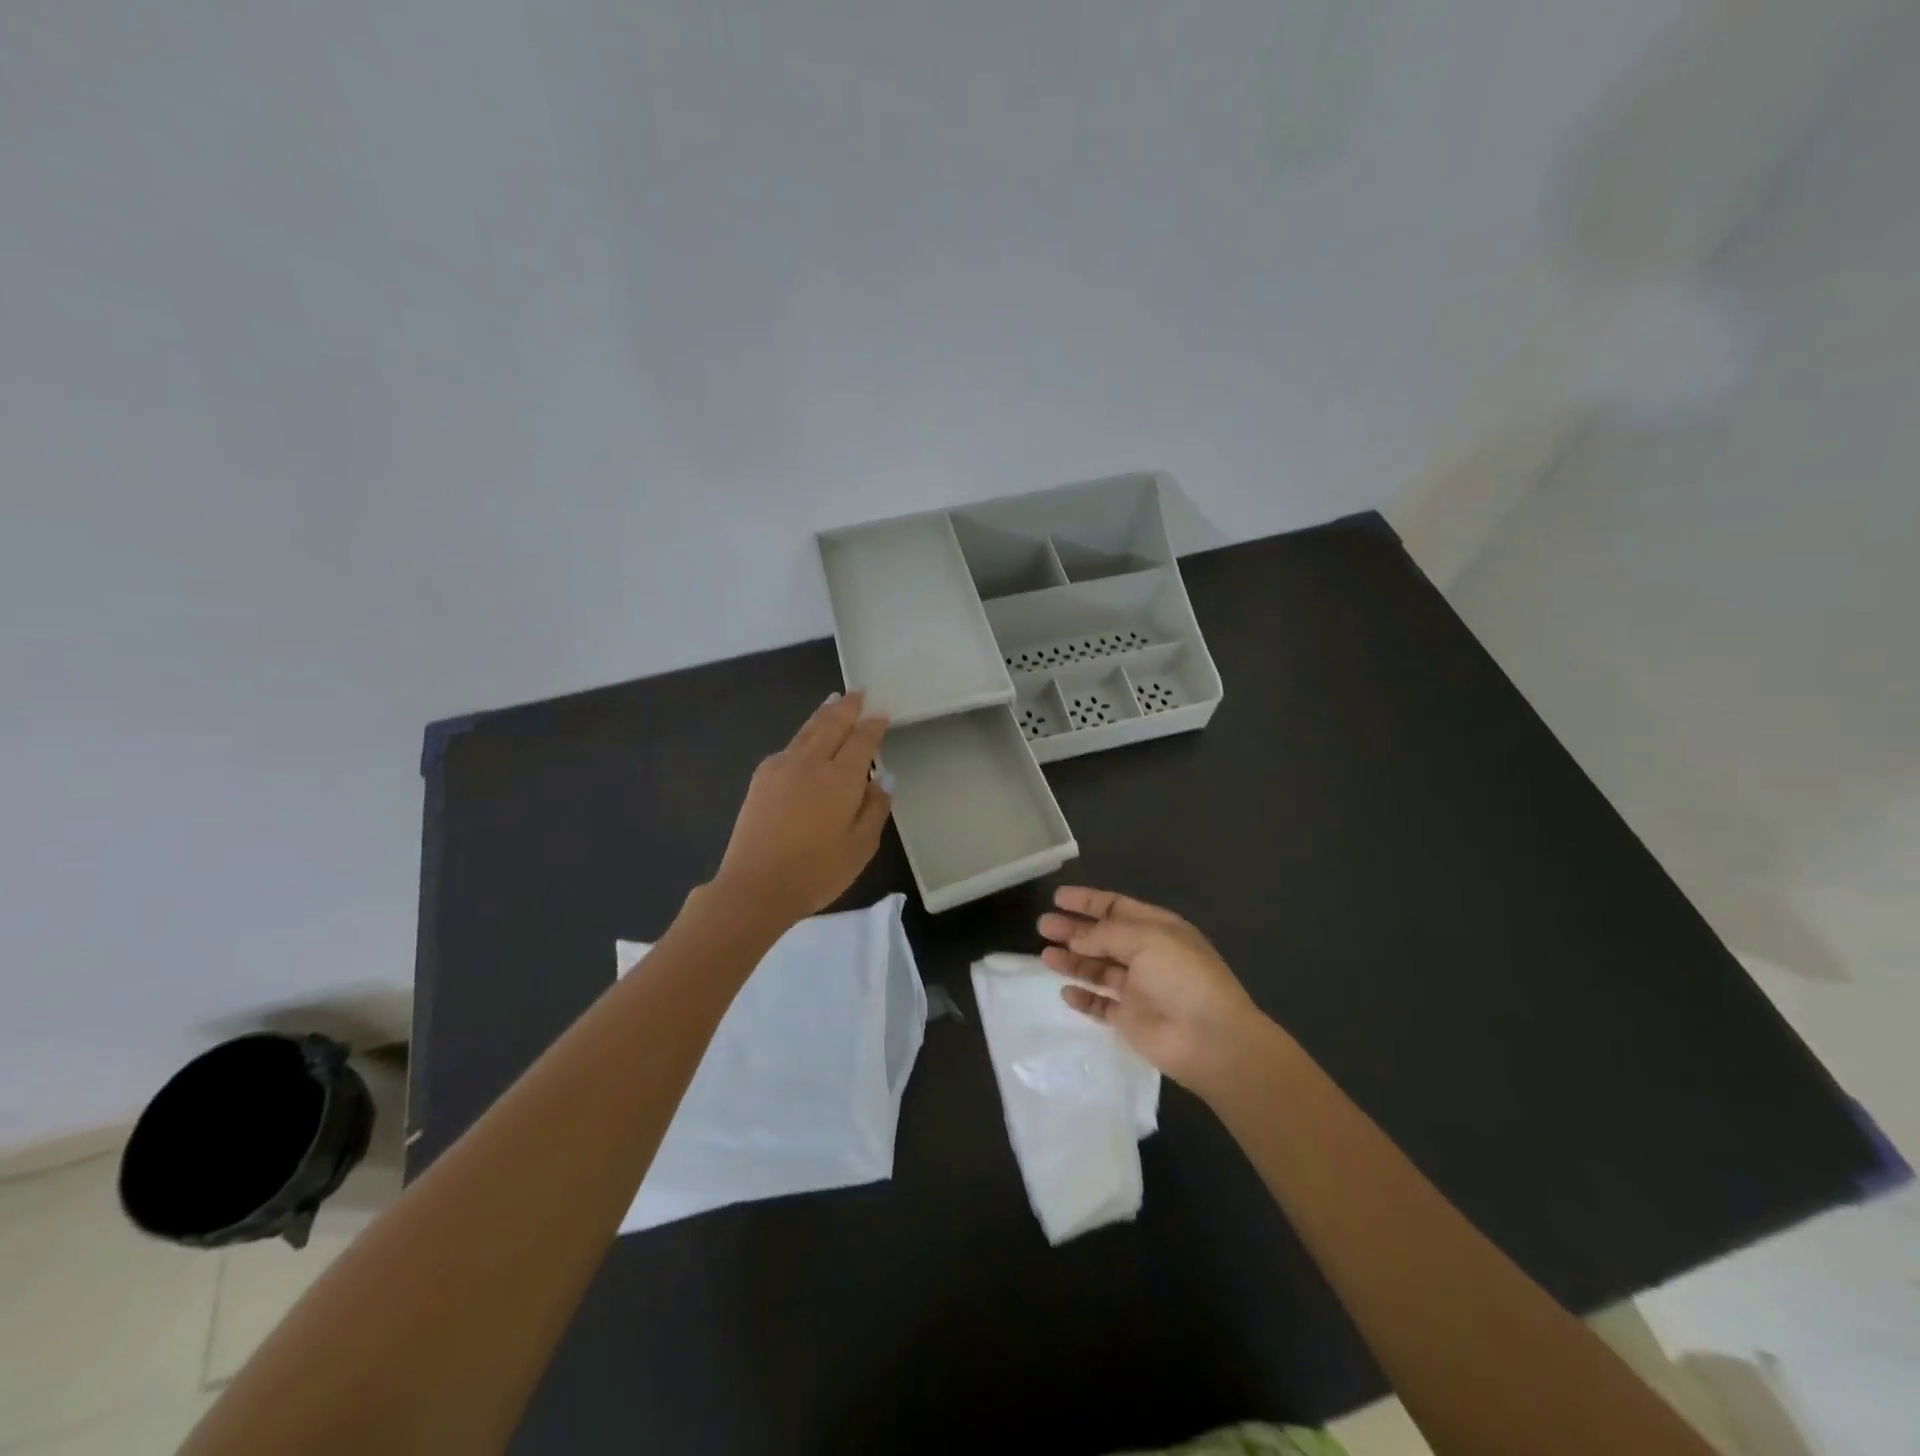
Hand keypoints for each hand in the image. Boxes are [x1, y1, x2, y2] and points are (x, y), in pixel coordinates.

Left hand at [711, 692, 891, 925]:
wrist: (755, 886)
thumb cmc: (816, 871)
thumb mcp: (861, 846)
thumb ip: (875, 808)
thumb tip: (883, 778)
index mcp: (840, 778)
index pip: (862, 741)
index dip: (873, 725)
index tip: (882, 712)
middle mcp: (811, 763)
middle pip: (831, 725)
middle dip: (847, 707)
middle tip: (858, 693)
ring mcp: (781, 768)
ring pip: (807, 731)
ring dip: (823, 714)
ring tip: (833, 700)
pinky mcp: (761, 780)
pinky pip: (788, 748)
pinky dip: (802, 737)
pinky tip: (803, 741)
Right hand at [1037, 887, 1273, 1095]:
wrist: (1211, 1040)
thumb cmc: (1183, 978)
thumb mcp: (1146, 940)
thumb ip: (1106, 935)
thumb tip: (1076, 936)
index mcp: (1157, 929)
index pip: (1116, 908)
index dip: (1087, 901)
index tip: (1057, 897)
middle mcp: (1146, 955)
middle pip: (1102, 937)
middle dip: (1073, 930)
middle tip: (1042, 926)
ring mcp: (1138, 989)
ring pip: (1098, 969)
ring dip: (1072, 960)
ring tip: (1045, 956)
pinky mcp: (1130, 1020)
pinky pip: (1100, 1004)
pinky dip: (1083, 998)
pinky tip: (1065, 991)